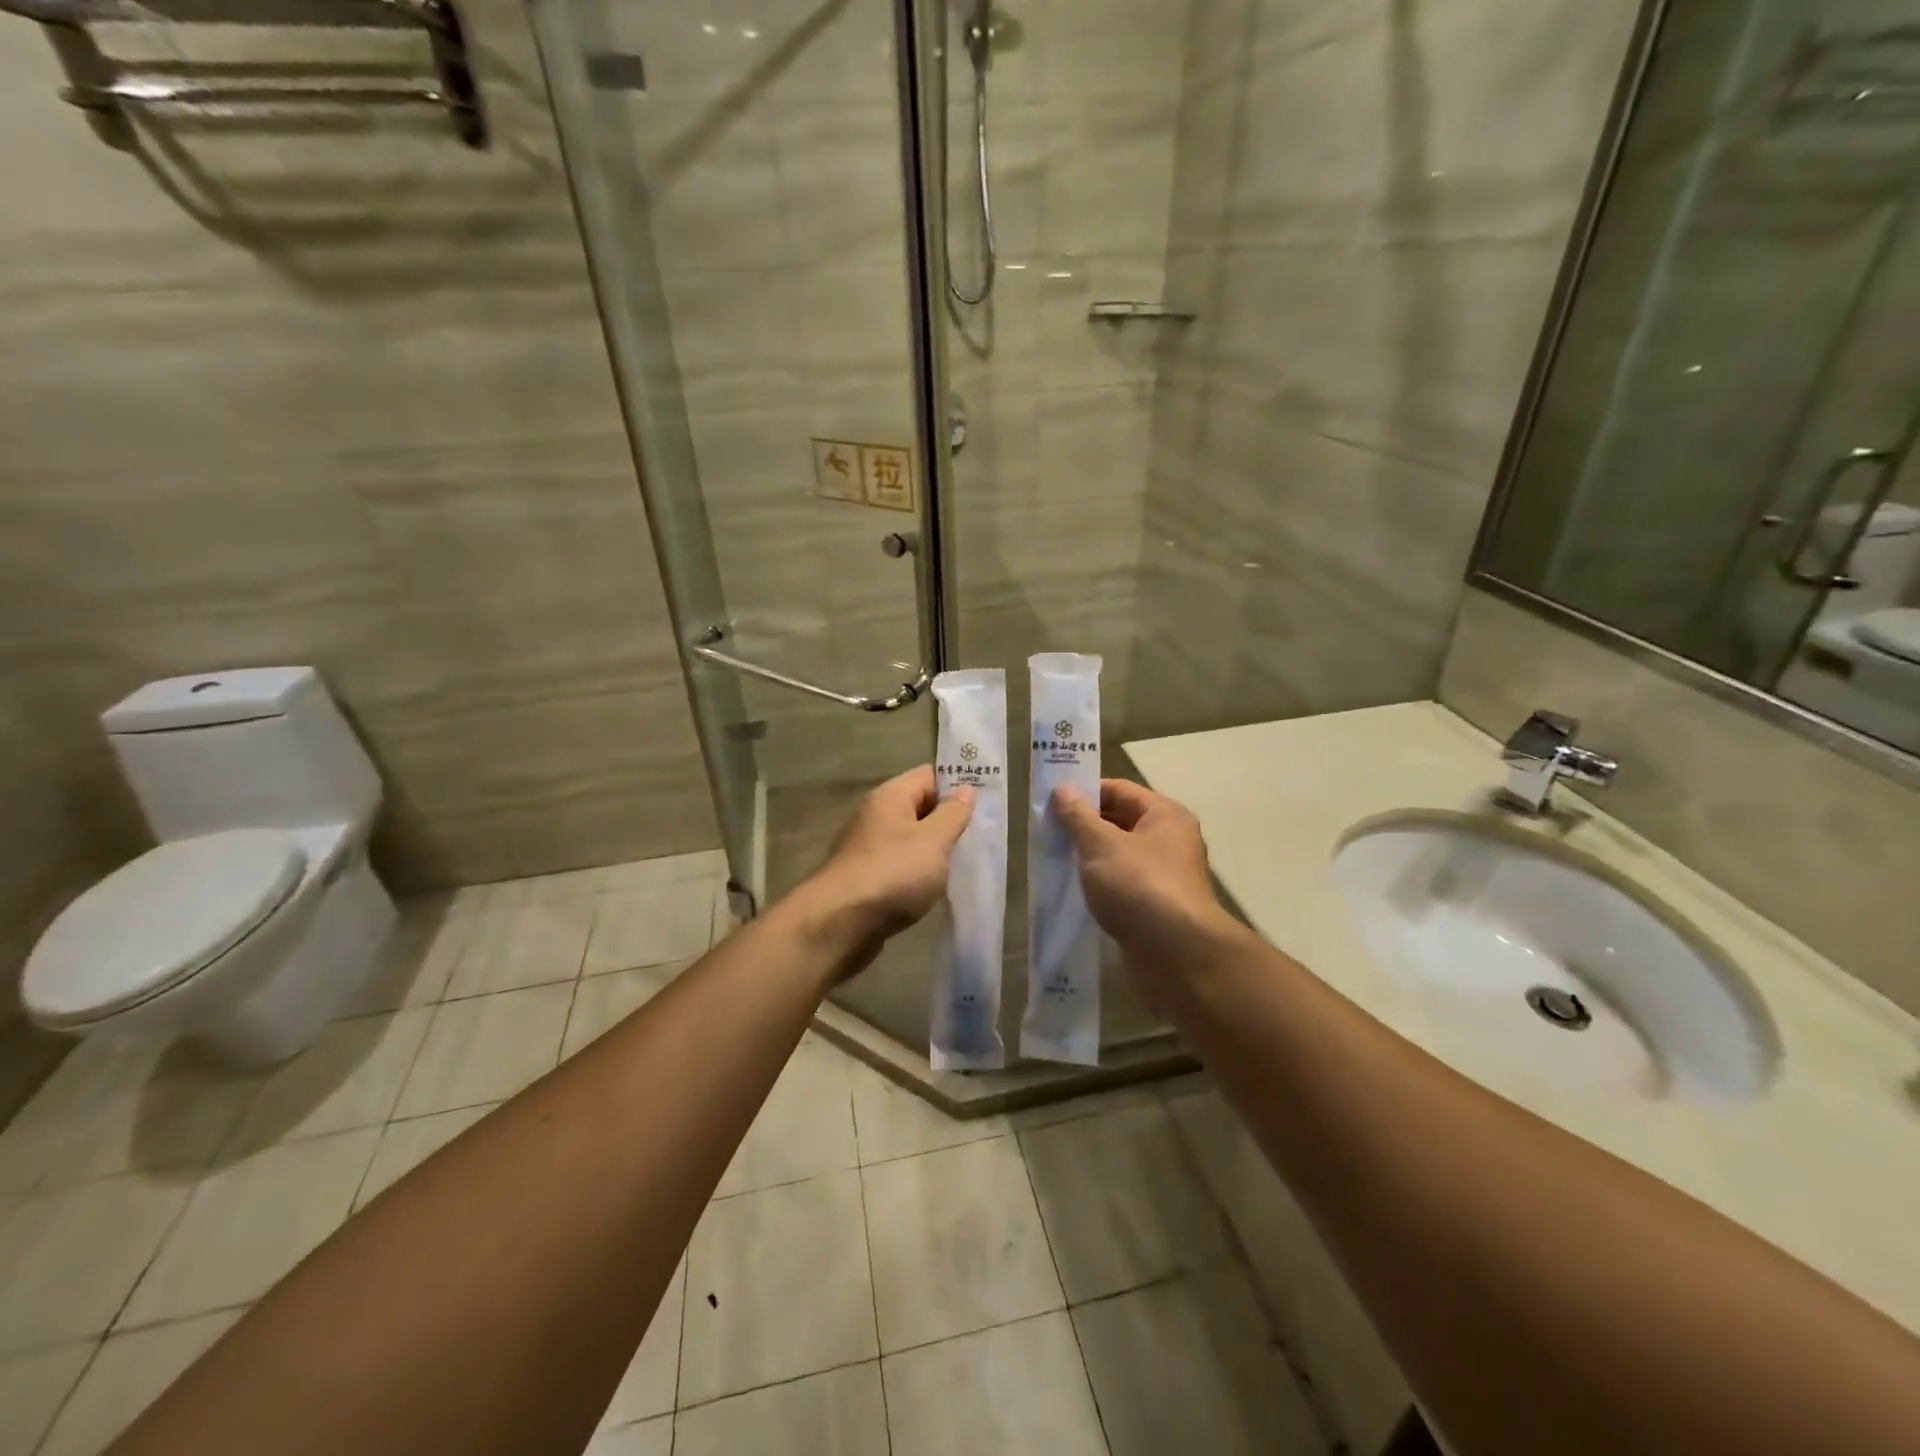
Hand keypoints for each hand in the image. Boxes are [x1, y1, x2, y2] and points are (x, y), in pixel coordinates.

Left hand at [800, 766, 974, 957]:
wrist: (838, 924)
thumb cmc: (892, 874)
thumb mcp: (933, 841)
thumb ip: (952, 814)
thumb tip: (965, 789)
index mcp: (890, 796)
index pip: (930, 775)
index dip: (958, 785)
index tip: (987, 804)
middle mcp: (876, 816)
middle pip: (920, 807)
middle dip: (949, 821)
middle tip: (982, 837)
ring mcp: (868, 848)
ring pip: (911, 840)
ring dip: (935, 851)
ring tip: (965, 865)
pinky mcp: (867, 878)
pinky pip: (900, 866)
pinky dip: (918, 874)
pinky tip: (935, 889)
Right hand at [1052, 780, 1239, 986]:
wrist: (1177, 955)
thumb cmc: (1139, 886)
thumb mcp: (1101, 845)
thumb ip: (1078, 817)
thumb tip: (1062, 789)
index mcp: (1164, 815)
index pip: (1119, 790)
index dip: (1085, 792)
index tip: (1050, 802)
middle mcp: (1170, 840)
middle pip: (1120, 821)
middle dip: (1083, 826)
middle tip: (1046, 832)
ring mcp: (1164, 876)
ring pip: (1119, 856)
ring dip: (1089, 858)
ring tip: (1053, 860)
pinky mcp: (1155, 907)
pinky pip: (1122, 885)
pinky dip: (1100, 885)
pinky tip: (1073, 891)